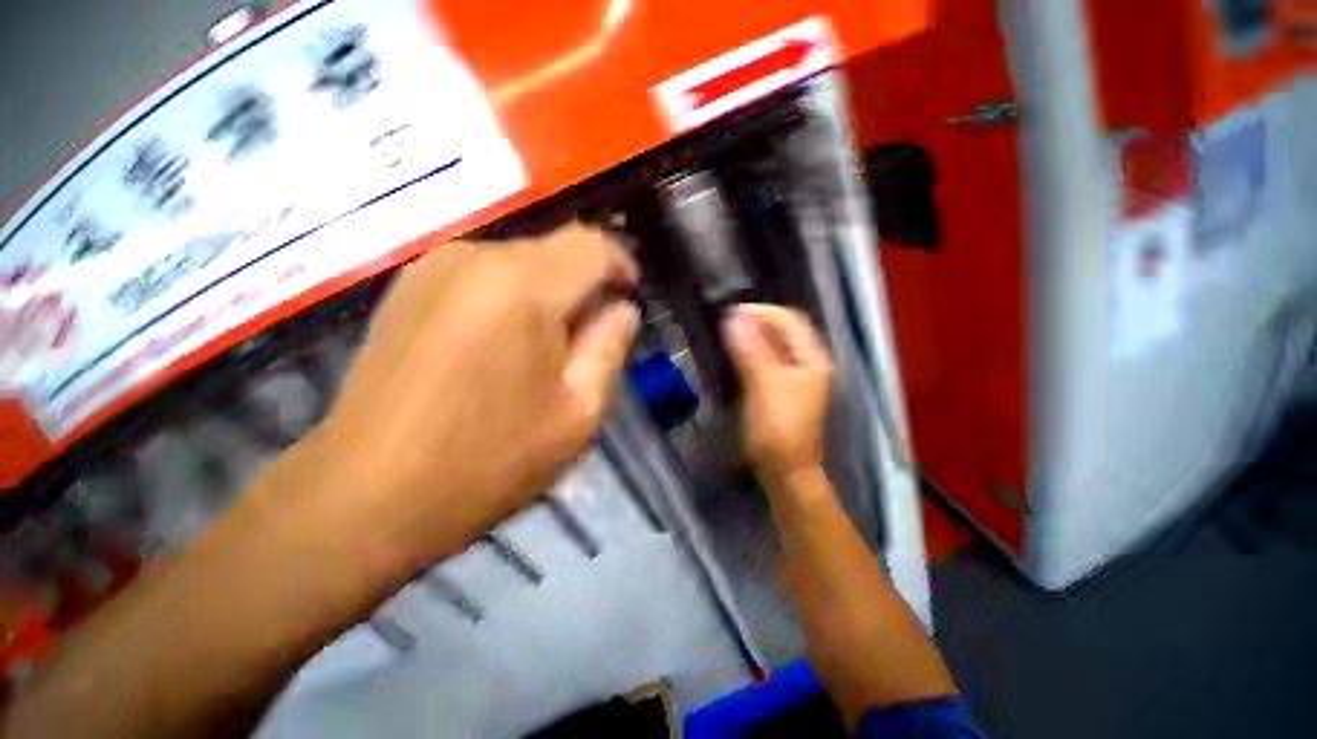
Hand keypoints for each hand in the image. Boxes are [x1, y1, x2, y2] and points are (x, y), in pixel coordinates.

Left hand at [264, 225, 638, 577]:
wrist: (364, 495)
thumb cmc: (487, 460)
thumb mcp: (578, 412)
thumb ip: (610, 348)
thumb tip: (622, 310)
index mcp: (522, 286)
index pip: (592, 245)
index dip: (621, 265)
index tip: (629, 299)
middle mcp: (474, 257)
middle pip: (555, 251)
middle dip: (583, 287)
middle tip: (587, 343)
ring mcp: (432, 267)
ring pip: (520, 261)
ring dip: (548, 295)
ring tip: (544, 351)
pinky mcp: (406, 286)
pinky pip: (483, 274)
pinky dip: (511, 298)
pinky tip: (500, 348)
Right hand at [723, 304, 833, 486]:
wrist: (784, 470)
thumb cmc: (777, 428)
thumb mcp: (764, 385)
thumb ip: (749, 349)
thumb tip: (732, 317)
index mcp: (812, 358)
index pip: (789, 320)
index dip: (761, 312)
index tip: (731, 313)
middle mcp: (807, 362)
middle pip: (781, 331)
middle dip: (755, 323)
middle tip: (725, 324)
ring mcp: (795, 376)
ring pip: (772, 346)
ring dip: (751, 337)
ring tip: (727, 336)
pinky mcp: (781, 388)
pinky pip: (766, 361)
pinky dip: (750, 353)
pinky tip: (734, 355)